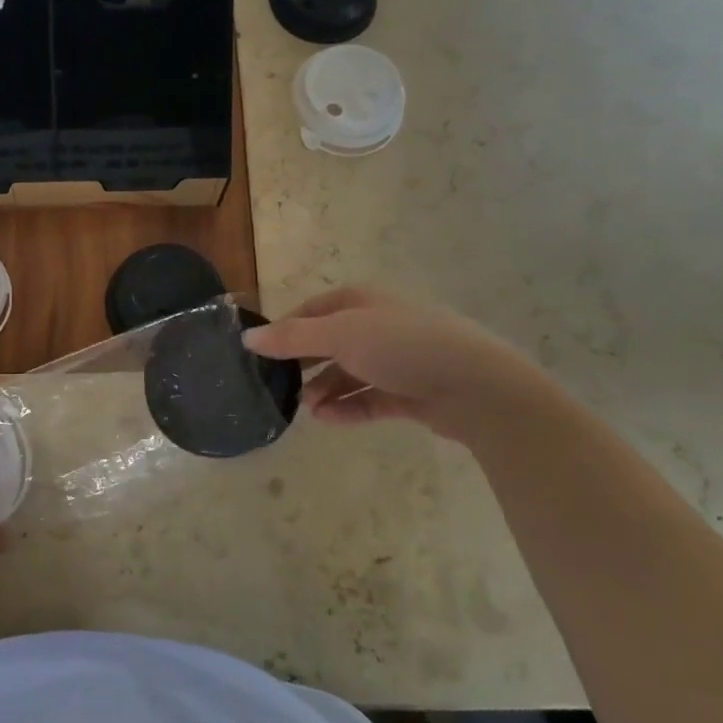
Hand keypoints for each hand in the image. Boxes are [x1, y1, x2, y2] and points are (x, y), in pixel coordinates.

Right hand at [243, 287, 540, 441]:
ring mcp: (397, 360)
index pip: (314, 310)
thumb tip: (246, 337)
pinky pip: (369, 399)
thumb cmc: (402, 346)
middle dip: (305, 364)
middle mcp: (379, 326)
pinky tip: (328, 420)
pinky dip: (348, 408)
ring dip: (325, 389)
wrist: (476, 387)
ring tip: (306, 409)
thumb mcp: (340, 335)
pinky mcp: (411, 392)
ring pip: (349, 373)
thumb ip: (292, 338)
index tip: (263, 353)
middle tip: (279, 385)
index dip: (287, 328)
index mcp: (362, 302)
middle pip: (330, 342)